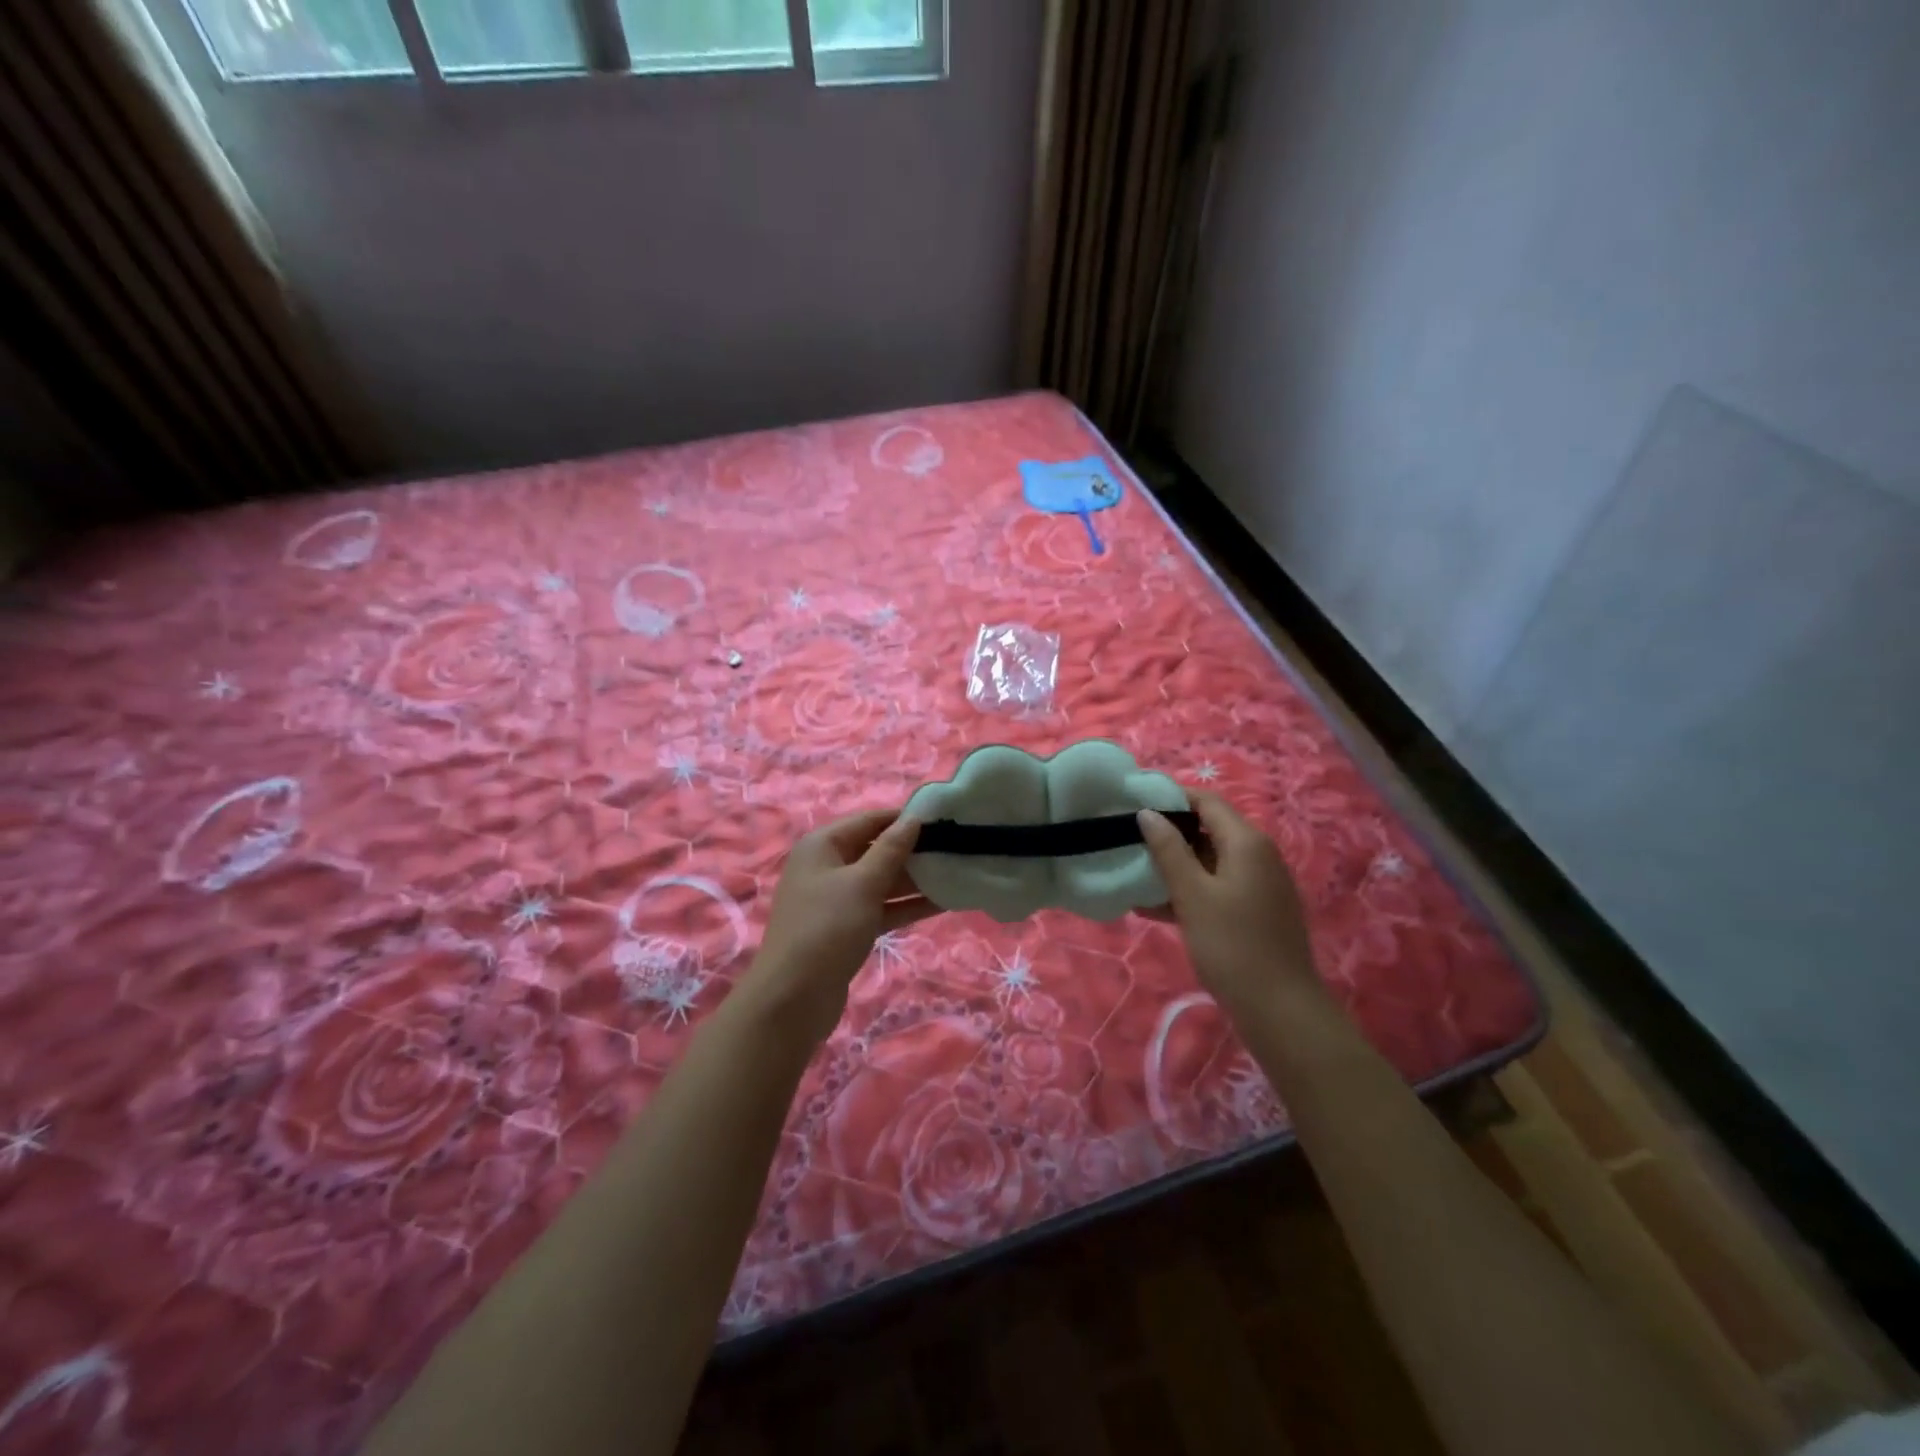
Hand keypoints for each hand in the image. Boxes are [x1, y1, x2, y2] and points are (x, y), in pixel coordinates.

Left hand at [738, 809, 938, 1043]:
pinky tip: (943, 903)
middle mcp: (828, 867)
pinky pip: (882, 907)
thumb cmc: (826, 928)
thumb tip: (913, 818)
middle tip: (958, 848)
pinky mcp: (847, 928)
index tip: (945, 819)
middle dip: (914, 850)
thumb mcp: (863, 883)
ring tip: (958, 873)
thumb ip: (891, 850)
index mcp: (823, 845)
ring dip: (916, 880)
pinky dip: (907, 905)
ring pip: (882, 881)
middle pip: (877, 850)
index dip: (904, 818)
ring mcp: (837, 900)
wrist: (793, 999)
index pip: (870, 820)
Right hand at [1137, 791, 1321, 1018]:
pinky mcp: (1256, 911)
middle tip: (1128, 843)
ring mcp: (1259, 885)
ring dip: (1174, 867)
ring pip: (1210, 862)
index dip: (1171, 799)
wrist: (1280, 1010)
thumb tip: (1148, 813)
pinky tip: (1153, 908)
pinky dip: (1189, 891)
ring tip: (1134, 876)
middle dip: (1168, 835)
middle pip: (1208, 830)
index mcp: (1246, 842)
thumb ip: (1168, 850)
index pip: (1206, 801)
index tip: (1134, 806)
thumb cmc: (1232, 945)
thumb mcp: (1192, 895)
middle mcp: (1258, 855)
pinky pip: (1217, 887)